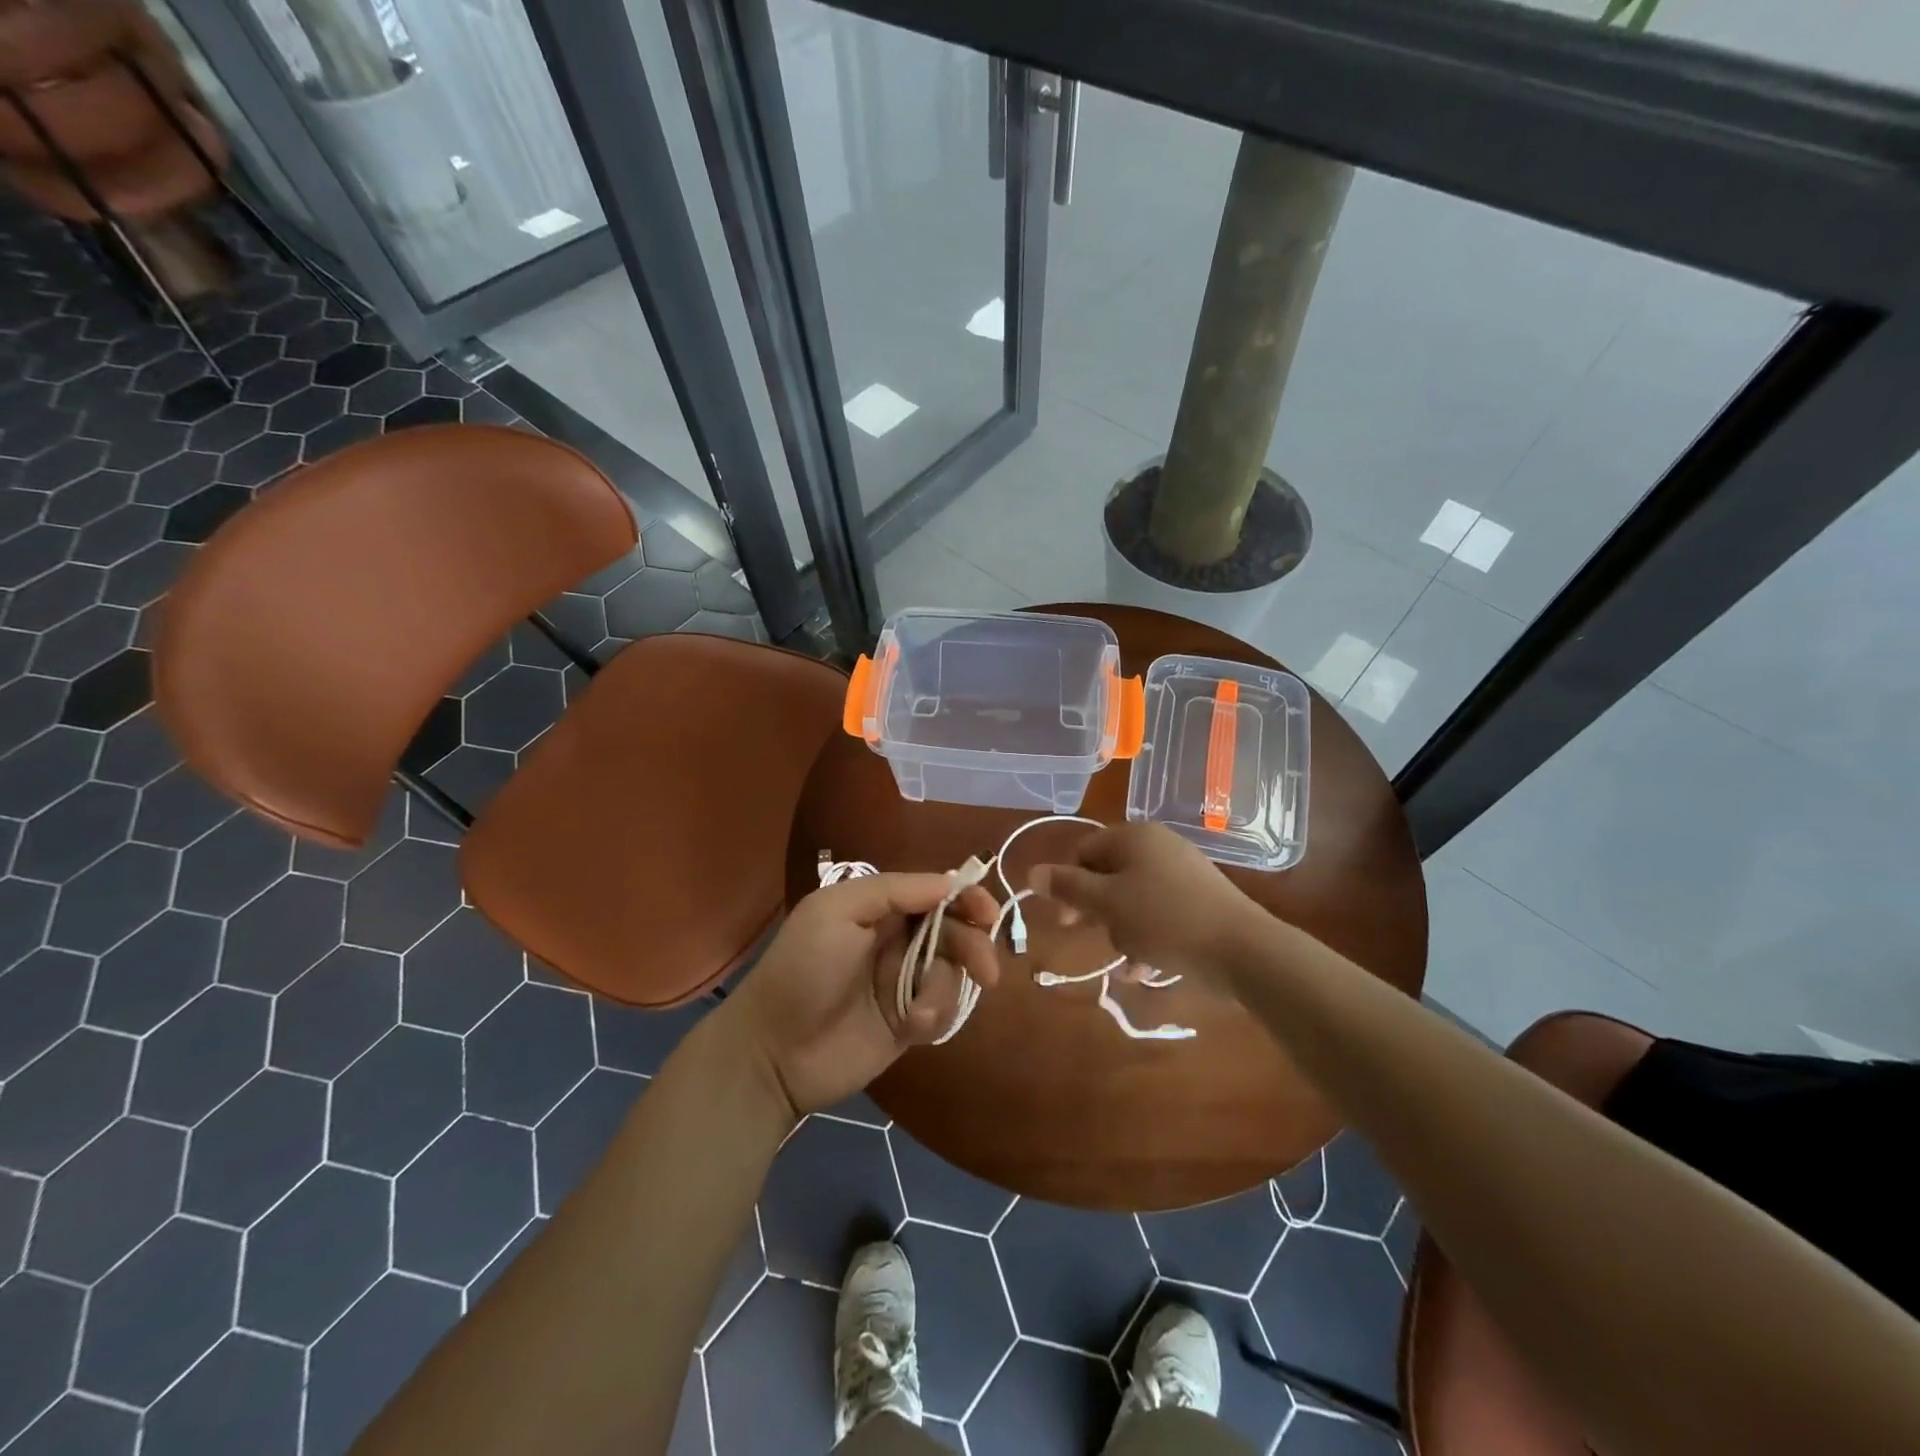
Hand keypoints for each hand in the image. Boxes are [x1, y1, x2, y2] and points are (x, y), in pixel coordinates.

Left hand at [717, 873, 1000, 1117]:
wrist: (774, 1052)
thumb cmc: (802, 970)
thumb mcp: (836, 912)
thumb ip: (894, 891)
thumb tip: (950, 882)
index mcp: (879, 907)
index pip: (935, 892)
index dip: (966, 898)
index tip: (988, 914)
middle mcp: (896, 939)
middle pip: (954, 931)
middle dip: (973, 946)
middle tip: (987, 971)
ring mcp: (903, 982)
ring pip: (952, 972)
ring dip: (944, 991)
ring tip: (918, 1013)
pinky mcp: (908, 1022)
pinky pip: (944, 1010)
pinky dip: (935, 1016)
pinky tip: (911, 1028)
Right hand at [1029, 823, 1256, 986]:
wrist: (1242, 950)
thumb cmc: (1164, 919)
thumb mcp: (1107, 904)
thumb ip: (1068, 887)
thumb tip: (1032, 872)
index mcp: (1134, 837)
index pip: (1085, 851)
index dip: (1068, 883)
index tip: (1066, 919)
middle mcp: (1158, 846)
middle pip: (1109, 874)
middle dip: (1097, 910)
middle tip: (1091, 937)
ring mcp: (1183, 872)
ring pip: (1134, 898)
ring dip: (1122, 929)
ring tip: (1128, 959)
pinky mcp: (1201, 900)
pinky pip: (1160, 912)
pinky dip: (1148, 936)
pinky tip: (1146, 968)